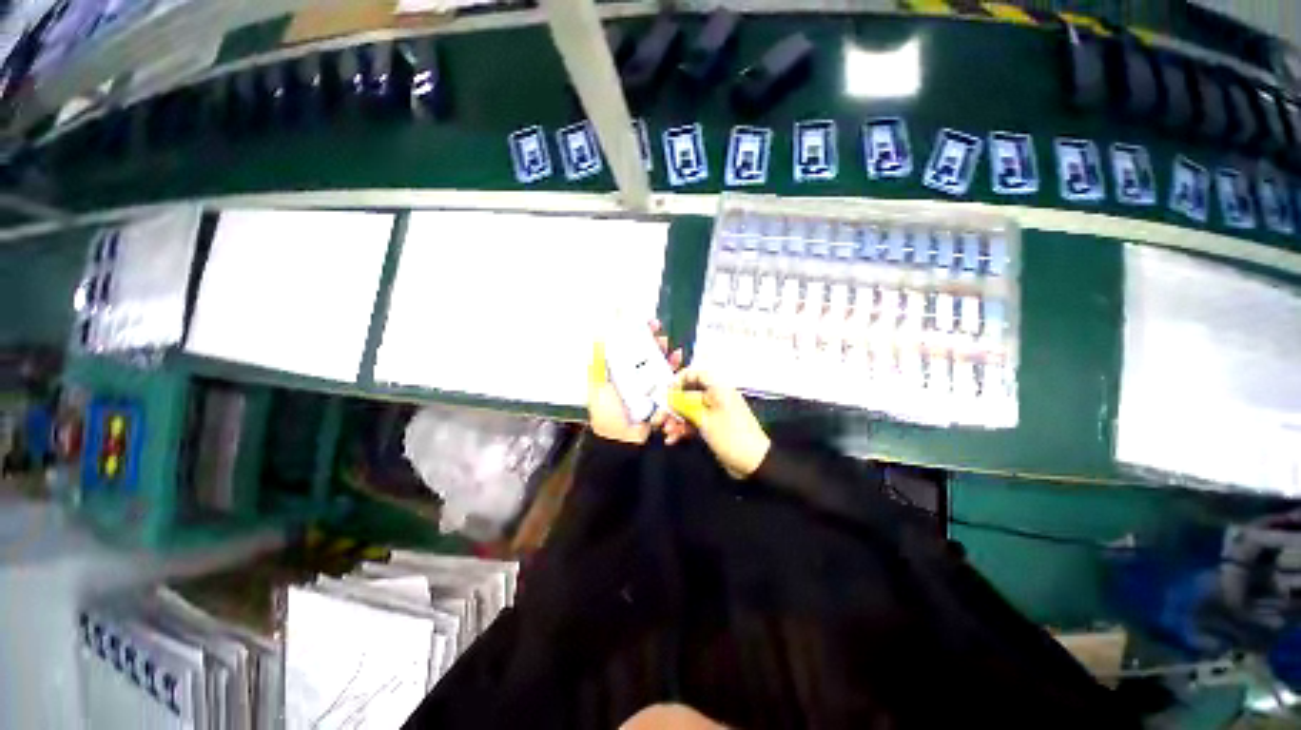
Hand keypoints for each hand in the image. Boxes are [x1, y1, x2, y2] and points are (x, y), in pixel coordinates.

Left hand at [587, 321, 683, 444]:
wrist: (620, 442)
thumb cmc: (607, 415)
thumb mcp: (597, 389)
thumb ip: (597, 366)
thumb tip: (597, 339)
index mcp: (622, 374)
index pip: (632, 350)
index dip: (639, 336)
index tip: (645, 324)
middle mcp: (638, 379)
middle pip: (650, 356)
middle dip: (656, 343)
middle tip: (660, 335)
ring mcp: (651, 389)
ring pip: (664, 367)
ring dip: (669, 355)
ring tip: (671, 348)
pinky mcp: (663, 399)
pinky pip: (673, 383)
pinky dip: (677, 372)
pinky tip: (678, 363)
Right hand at [668, 369, 769, 478]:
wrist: (753, 463)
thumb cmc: (730, 435)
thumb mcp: (705, 420)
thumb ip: (685, 406)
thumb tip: (669, 397)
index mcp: (718, 390)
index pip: (697, 374)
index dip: (680, 379)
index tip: (666, 391)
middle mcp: (716, 398)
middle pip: (689, 395)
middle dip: (672, 406)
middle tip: (657, 418)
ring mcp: (714, 414)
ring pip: (689, 411)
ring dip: (675, 420)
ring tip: (664, 431)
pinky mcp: (712, 428)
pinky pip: (694, 423)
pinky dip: (683, 429)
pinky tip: (672, 439)